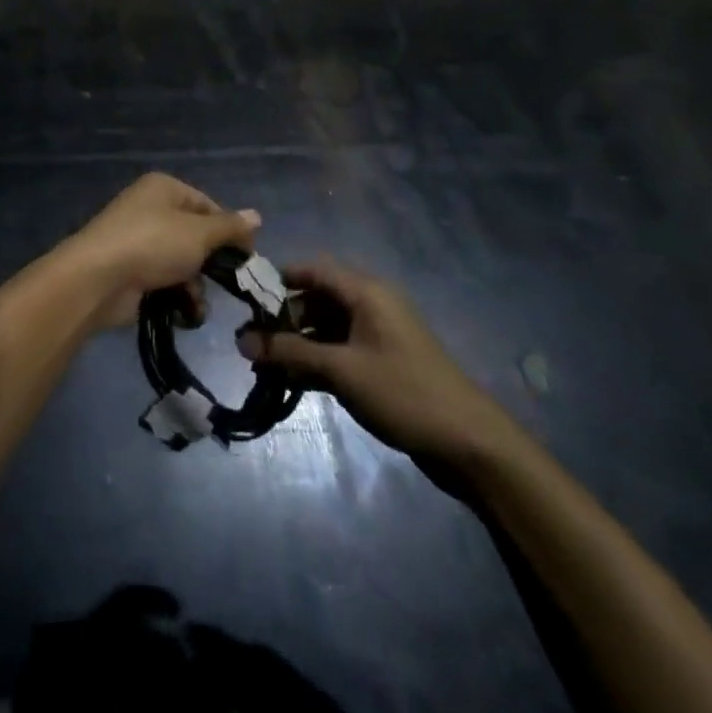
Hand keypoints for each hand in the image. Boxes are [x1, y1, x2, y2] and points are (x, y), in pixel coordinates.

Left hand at [57, 172, 259, 326]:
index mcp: (164, 188)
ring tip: (195, 303)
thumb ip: (230, 227)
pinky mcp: (131, 272)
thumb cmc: (153, 244)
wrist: (98, 279)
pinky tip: (183, 314)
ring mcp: (138, 242)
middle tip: (227, 285)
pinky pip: (165, 283)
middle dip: (211, 264)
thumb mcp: (199, 233)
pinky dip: (176, 298)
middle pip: (196, 237)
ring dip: (195, 287)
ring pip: (183, 264)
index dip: (230, 230)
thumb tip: (257, 216)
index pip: (208, 205)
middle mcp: (150, 210)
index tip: (247, 257)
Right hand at [237, 260, 518, 466]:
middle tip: (252, 340)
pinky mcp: (382, 361)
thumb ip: (290, 352)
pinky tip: (294, 379)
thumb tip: (242, 340)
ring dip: (299, 341)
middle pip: (317, 298)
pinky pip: (340, 348)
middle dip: (284, 317)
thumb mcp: (341, 370)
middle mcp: (371, 304)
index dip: (278, 279)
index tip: (246, 299)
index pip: (313, 269)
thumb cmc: (403, 392)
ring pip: (327, 325)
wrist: (469, 443)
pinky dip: (317, 358)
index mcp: (366, 292)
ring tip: (267, 363)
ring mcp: (378, 334)